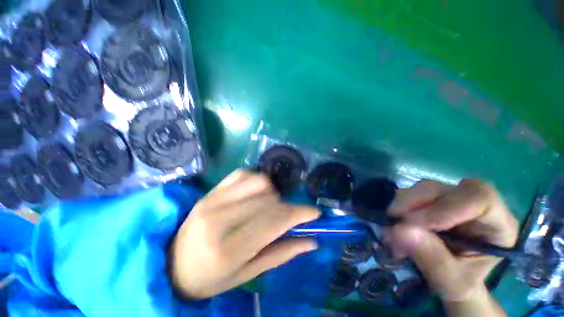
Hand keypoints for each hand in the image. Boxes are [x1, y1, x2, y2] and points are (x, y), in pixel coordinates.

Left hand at [169, 170, 319, 299]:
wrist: (173, 263)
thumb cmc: (211, 277)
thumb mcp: (247, 275)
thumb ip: (281, 253)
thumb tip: (311, 239)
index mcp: (226, 249)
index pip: (273, 222)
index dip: (298, 214)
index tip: (315, 213)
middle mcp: (219, 219)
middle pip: (268, 200)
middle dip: (287, 206)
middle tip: (288, 216)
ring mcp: (212, 199)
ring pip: (259, 182)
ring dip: (272, 192)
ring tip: (269, 206)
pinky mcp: (211, 190)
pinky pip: (243, 174)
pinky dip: (257, 180)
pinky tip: (255, 193)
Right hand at [385, 179, 517, 311]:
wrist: (453, 277)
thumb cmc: (461, 282)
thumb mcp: (450, 281)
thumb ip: (431, 258)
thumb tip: (399, 230)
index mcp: (497, 224)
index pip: (479, 198)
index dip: (445, 207)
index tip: (414, 224)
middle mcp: (475, 204)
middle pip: (444, 189)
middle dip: (414, 204)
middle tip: (394, 222)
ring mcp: (452, 199)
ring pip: (424, 188)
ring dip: (403, 204)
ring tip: (394, 226)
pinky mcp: (433, 199)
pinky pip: (412, 193)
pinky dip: (400, 206)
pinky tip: (396, 221)